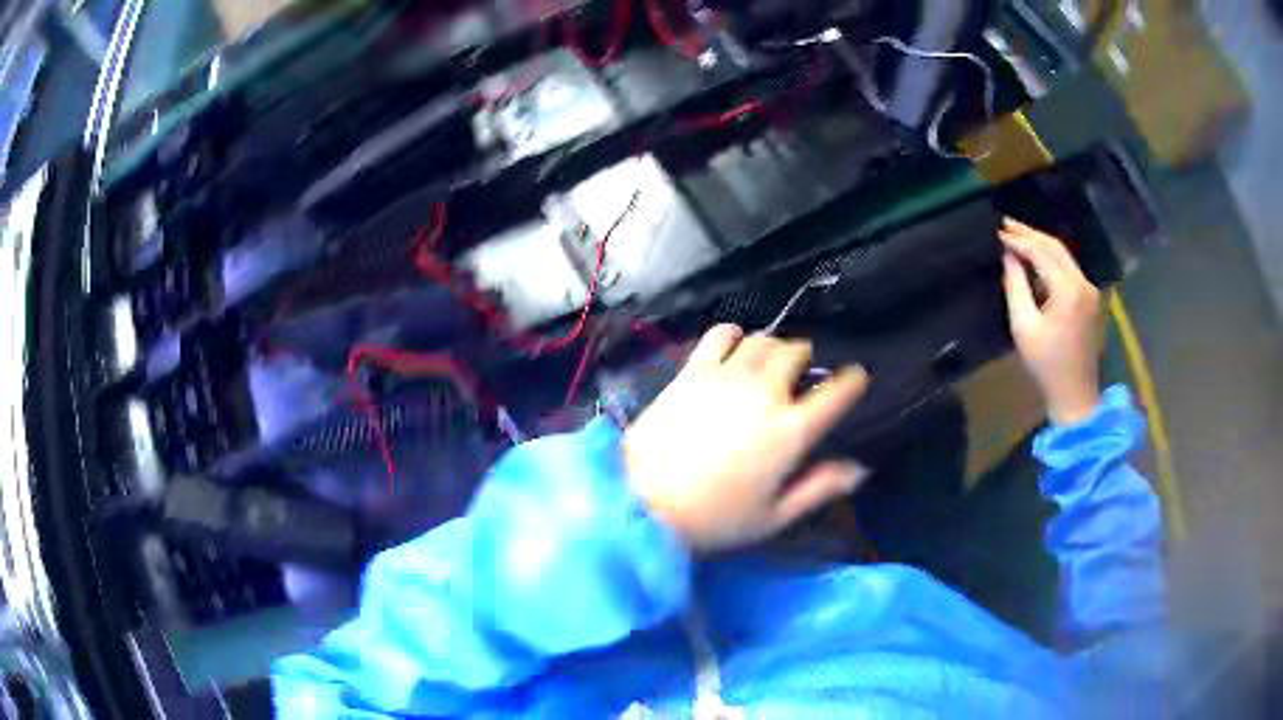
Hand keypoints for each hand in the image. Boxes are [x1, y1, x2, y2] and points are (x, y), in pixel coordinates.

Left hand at [623, 325, 869, 551]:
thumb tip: (859, 469)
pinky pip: (720, 335)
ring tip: (769, 363)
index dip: (852, 380)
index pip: (837, 392)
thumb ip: (819, 488)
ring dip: (774, 347)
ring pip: (764, 340)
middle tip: (799, 376)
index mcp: (791, 432)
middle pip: (797, 353)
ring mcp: (727, 377)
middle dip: (805, 360)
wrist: (643, 502)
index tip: (854, 378)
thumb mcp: (774, 517)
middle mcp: (765, 394)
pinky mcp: (693, 371)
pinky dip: (734, 335)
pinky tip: (733, 347)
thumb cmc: (714, 519)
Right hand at [1000, 218, 1103, 423]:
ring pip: (1064, 256)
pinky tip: (1035, 260)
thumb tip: (1009, 257)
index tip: (998, 231)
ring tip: (1017, 237)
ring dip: (1041, 245)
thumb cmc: (1046, 365)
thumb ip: (1015, 286)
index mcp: (1068, 290)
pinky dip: (1051, 260)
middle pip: (1056, 247)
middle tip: (1006, 224)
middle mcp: (1083, 284)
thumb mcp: (1024, 326)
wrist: (1075, 395)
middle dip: (1031, 234)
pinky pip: (1069, 270)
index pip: (1041, 252)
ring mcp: (1090, 291)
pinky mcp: (1090, 299)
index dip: (1019, 240)